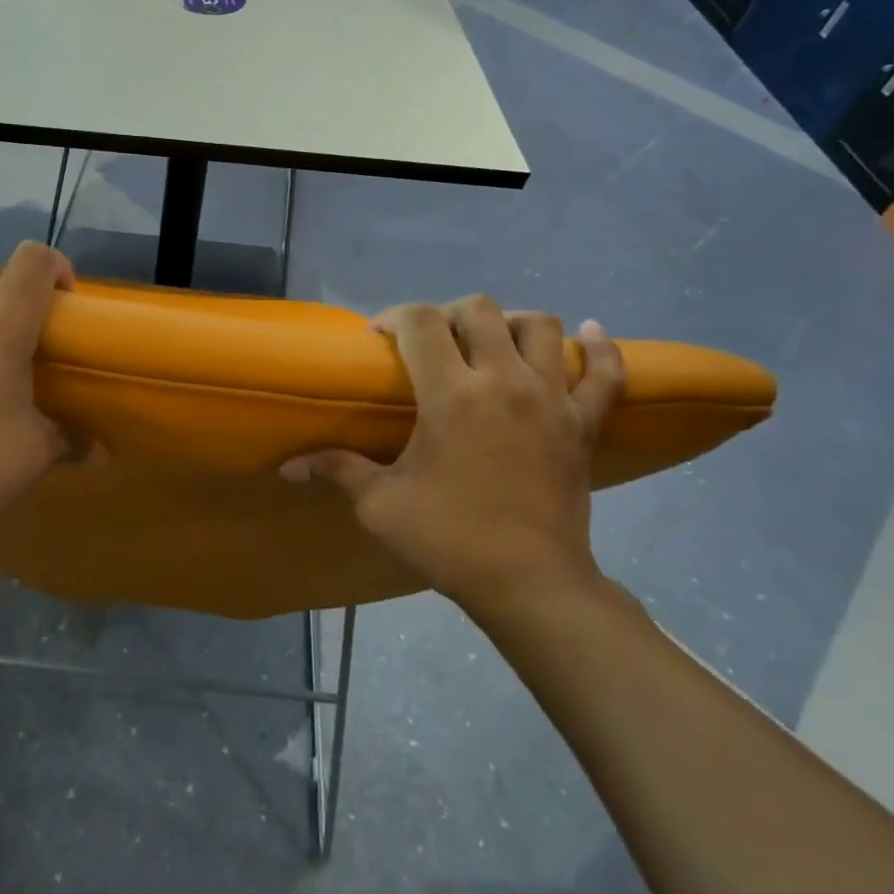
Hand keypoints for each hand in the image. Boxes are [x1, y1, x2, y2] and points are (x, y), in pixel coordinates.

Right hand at [282, 299, 623, 618]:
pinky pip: (606, 373)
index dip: (393, 316)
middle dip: (447, 313)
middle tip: (430, 342)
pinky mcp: (584, 423)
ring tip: (491, 342)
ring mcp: (552, 398)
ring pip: (541, 326)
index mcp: (451, 394)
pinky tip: (590, 333)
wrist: (529, 584)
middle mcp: (504, 380)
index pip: (419, 321)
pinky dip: (600, 349)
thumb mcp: (380, 505)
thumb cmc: (448, 539)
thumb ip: (336, 470)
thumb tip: (288, 467)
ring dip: (511, 322)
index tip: (378, 338)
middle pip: (479, 309)